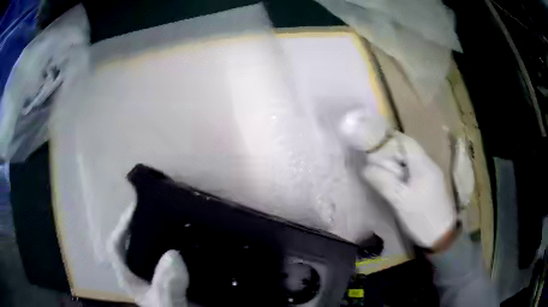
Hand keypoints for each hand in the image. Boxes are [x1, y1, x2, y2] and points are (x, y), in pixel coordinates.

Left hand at [108, 204, 189, 306]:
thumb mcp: (167, 303)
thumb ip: (167, 287)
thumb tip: (174, 256)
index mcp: (132, 277)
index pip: (117, 246)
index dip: (122, 227)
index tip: (138, 209)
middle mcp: (144, 271)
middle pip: (138, 242)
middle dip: (147, 224)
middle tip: (167, 209)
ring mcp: (161, 272)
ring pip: (160, 247)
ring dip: (169, 234)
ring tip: (184, 218)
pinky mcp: (178, 274)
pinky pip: (180, 255)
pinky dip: (186, 246)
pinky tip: (199, 238)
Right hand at [358, 132, 456, 247]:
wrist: (442, 235)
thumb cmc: (421, 217)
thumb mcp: (400, 201)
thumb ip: (383, 182)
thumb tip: (366, 168)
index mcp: (423, 165)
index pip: (405, 142)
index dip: (388, 141)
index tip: (373, 146)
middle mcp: (429, 164)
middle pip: (408, 150)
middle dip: (391, 154)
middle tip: (375, 165)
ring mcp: (431, 174)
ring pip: (411, 161)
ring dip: (396, 164)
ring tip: (383, 174)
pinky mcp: (431, 184)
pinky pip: (414, 171)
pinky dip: (403, 173)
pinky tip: (396, 183)